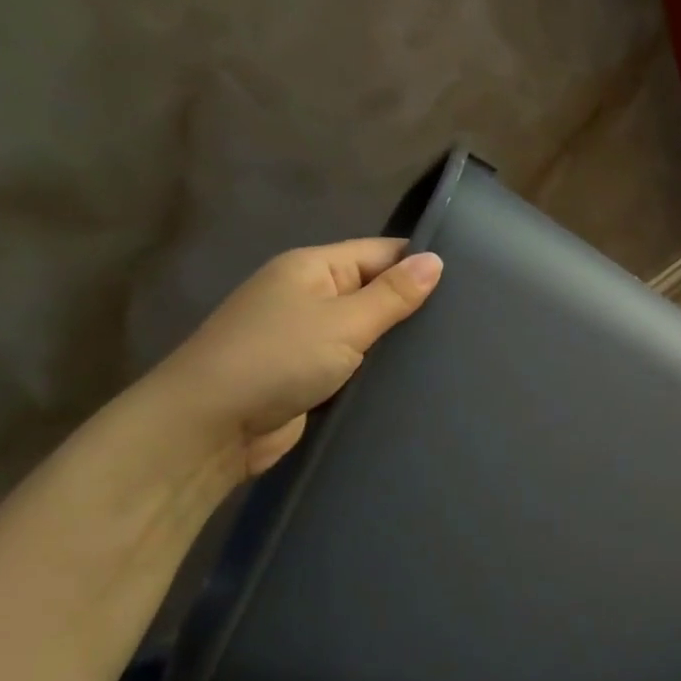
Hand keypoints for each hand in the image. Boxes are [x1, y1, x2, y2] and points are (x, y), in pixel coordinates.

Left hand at [145, 239, 443, 477]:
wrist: (209, 427)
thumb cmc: (277, 359)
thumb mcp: (344, 322)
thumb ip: (393, 294)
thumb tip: (436, 260)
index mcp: (313, 268)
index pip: (381, 252)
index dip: (421, 263)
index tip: (471, 281)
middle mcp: (310, 295)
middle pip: (375, 290)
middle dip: (415, 305)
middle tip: (470, 320)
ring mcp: (307, 337)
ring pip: (367, 331)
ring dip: (398, 342)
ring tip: (455, 349)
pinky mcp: (309, 375)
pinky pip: (355, 363)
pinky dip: (379, 369)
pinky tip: (417, 378)